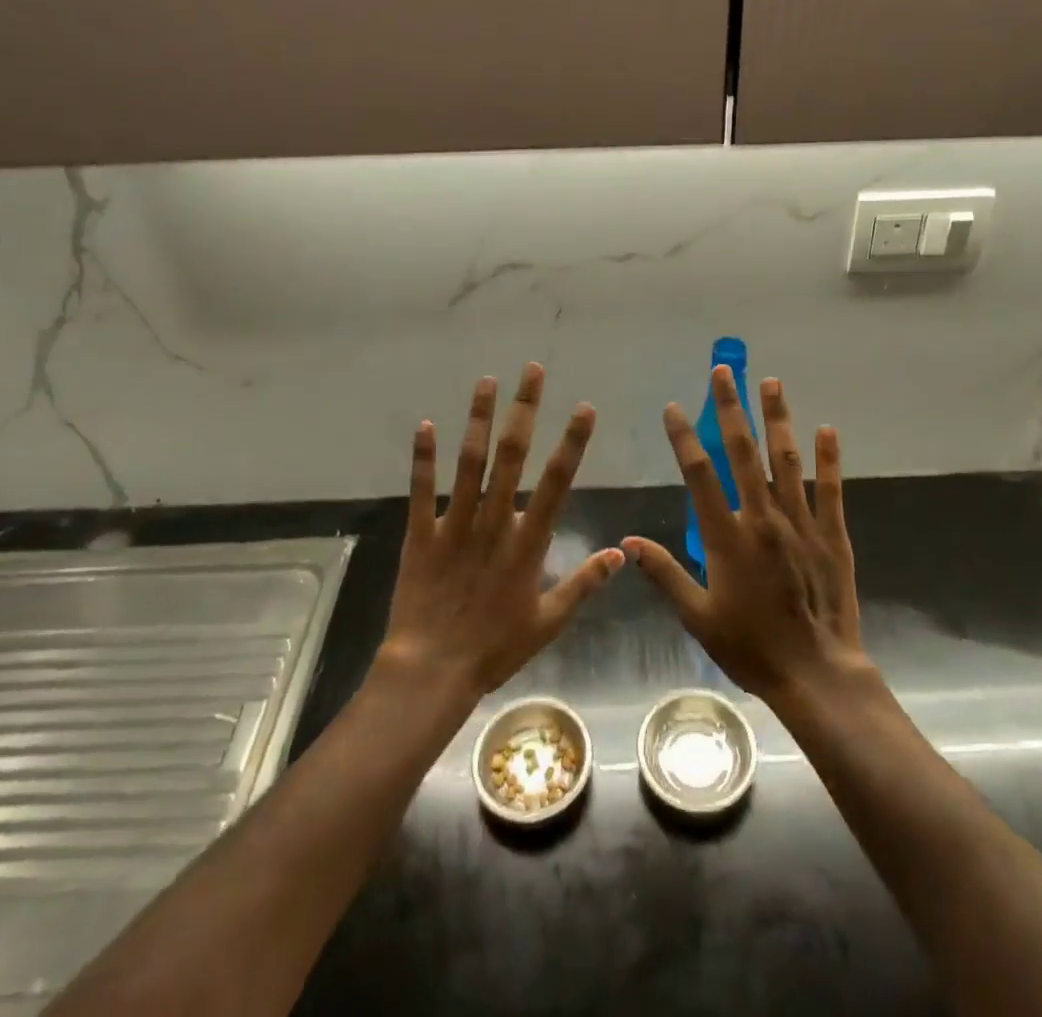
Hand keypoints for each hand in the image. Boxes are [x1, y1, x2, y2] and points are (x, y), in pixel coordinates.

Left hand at [377, 363, 624, 701]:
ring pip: (469, 462)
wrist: (432, 671)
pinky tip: (424, 425)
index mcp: (528, 541)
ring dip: (478, 418)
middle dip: (524, 409)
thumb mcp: (549, 622)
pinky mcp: (421, 534)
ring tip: (486, 380)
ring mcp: (455, 524)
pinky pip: (421, 490)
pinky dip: (423, 457)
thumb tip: (620, 552)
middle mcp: (494, 521)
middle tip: (531, 370)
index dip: (572, 442)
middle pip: (512, 455)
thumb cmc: (495, 648)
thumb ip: (585, 583)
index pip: (557, 481)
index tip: (583, 408)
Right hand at [623, 369, 868, 702]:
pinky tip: (827, 430)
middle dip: (731, 408)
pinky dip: (827, 458)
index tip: (673, 408)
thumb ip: (665, 574)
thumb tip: (629, 542)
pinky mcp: (831, 535)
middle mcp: (763, 519)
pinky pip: (829, 489)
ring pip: (786, 460)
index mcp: (728, 537)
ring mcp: (801, 523)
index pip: (700, 475)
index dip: (684, 438)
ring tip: (771, 382)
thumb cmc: (750, 647)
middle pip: (744, 452)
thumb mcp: (698, 617)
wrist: (815, 673)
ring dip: (777, 418)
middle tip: (724, 371)